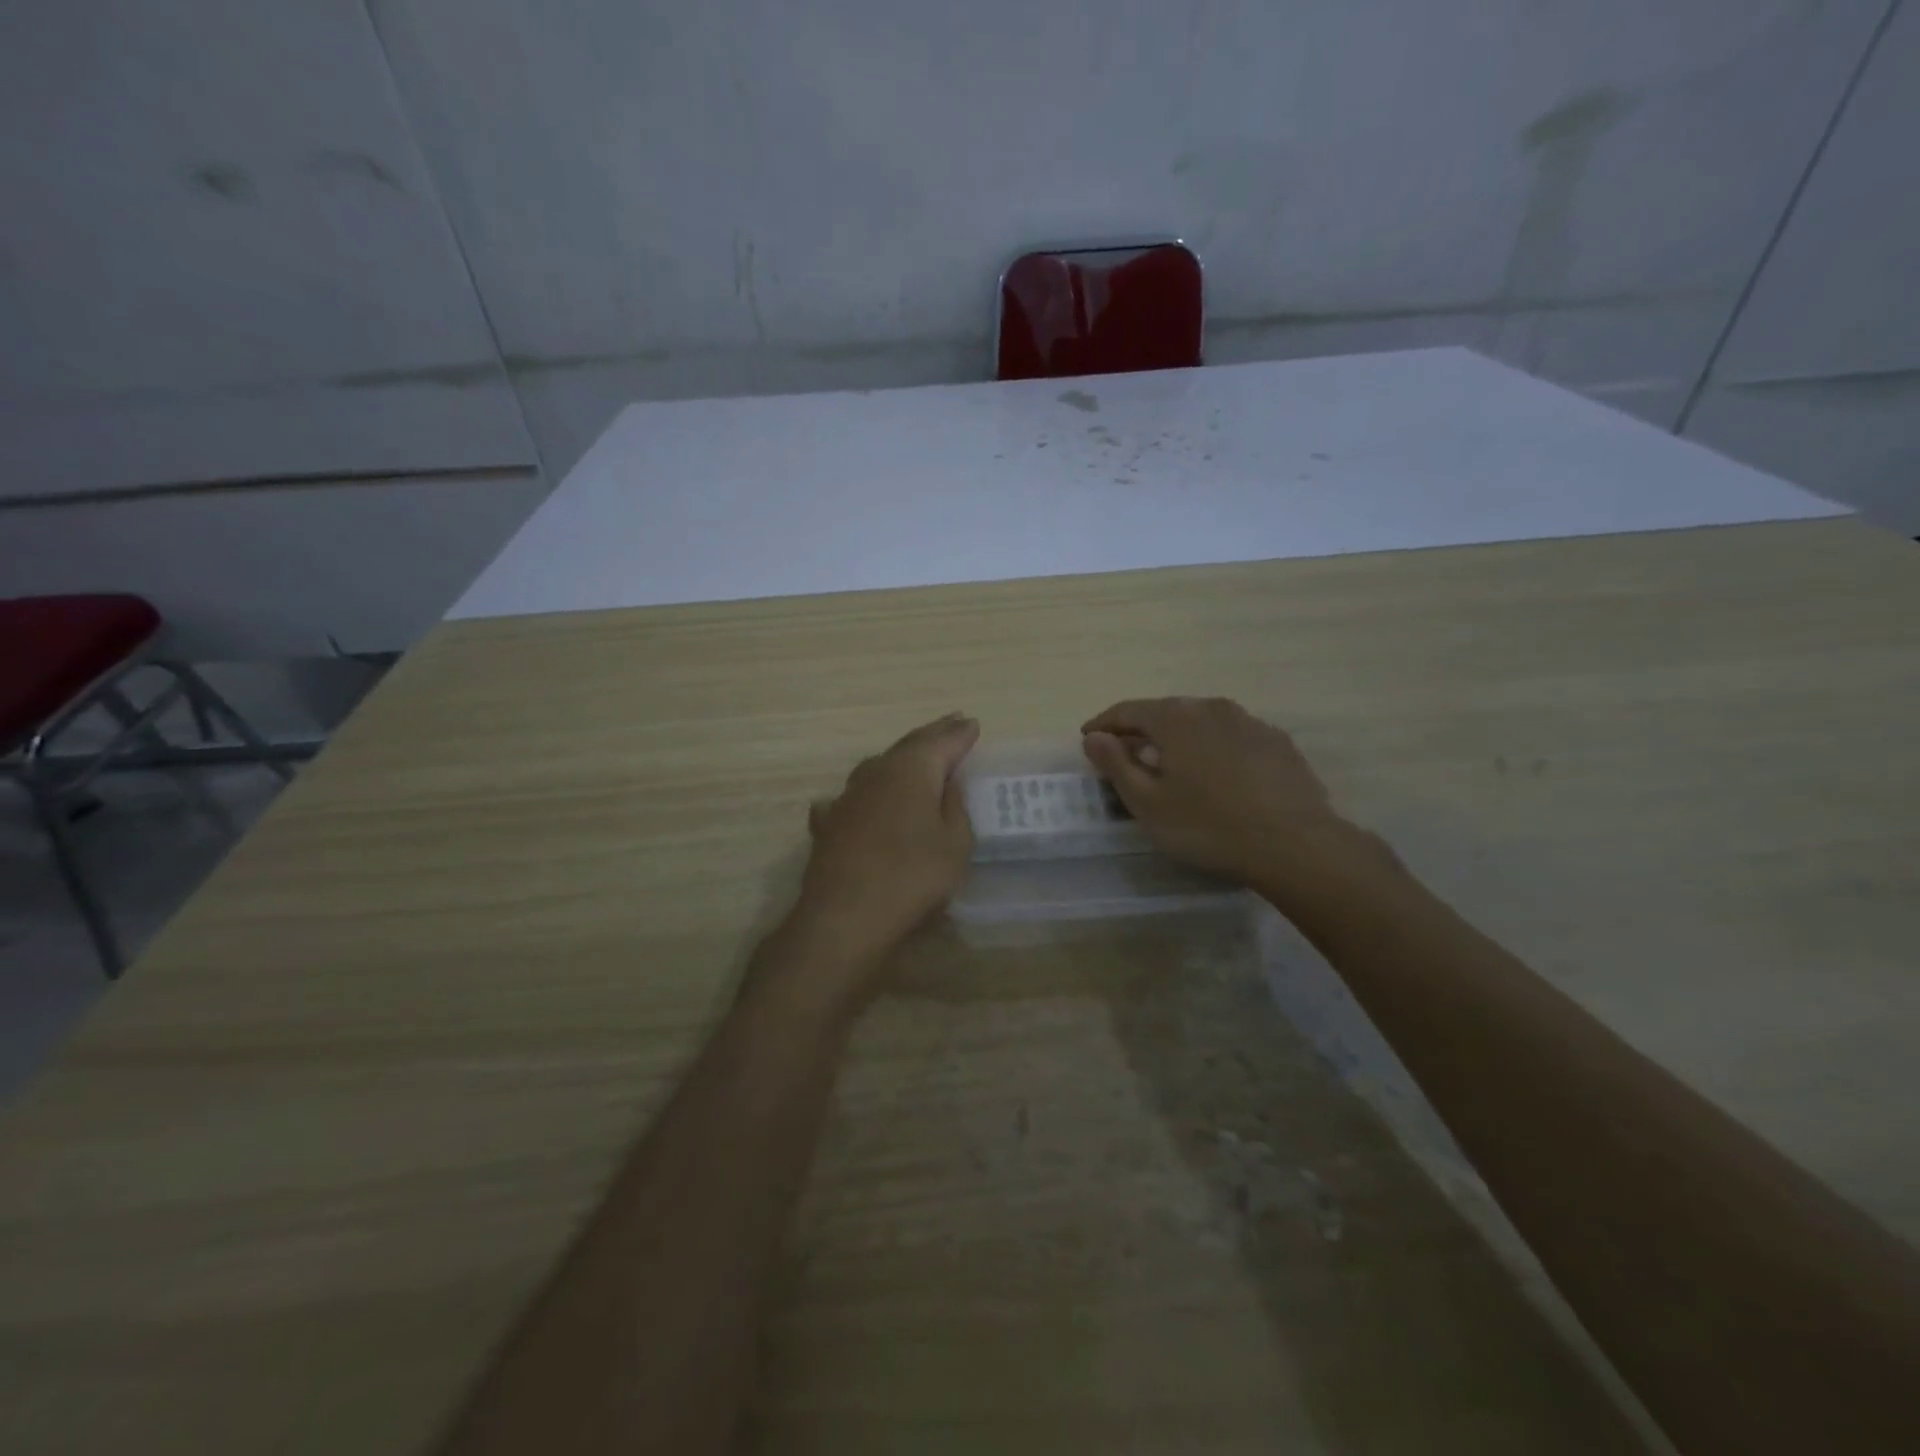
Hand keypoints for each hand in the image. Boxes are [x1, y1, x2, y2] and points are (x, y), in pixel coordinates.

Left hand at [788, 712, 978, 989]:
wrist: (846, 916)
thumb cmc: (913, 876)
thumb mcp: (955, 844)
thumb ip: (955, 808)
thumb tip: (947, 783)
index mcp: (912, 770)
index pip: (942, 742)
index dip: (959, 734)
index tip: (973, 724)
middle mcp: (877, 772)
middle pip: (909, 747)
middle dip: (932, 736)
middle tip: (951, 724)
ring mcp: (847, 796)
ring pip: (878, 767)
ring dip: (899, 761)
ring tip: (914, 759)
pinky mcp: (828, 824)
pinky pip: (851, 798)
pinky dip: (865, 796)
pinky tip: (860, 802)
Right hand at [1081, 697, 1361, 888]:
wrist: (1294, 844)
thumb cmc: (1207, 825)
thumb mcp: (1148, 802)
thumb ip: (1116, 765)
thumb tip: (1094, 737)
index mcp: (1175, 718)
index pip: (1127, 710)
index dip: (1103, 724)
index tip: (1088, 738)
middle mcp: (1211, 707)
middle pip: (1165, 712)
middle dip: (1141, 730)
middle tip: (1126, 753)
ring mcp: (1249, 722)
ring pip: (1201, 723)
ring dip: (1180, 738)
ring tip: (1172, 764)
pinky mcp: (1277, 742)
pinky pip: (1232, 737)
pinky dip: (1214, 748)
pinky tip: (1217, 775)